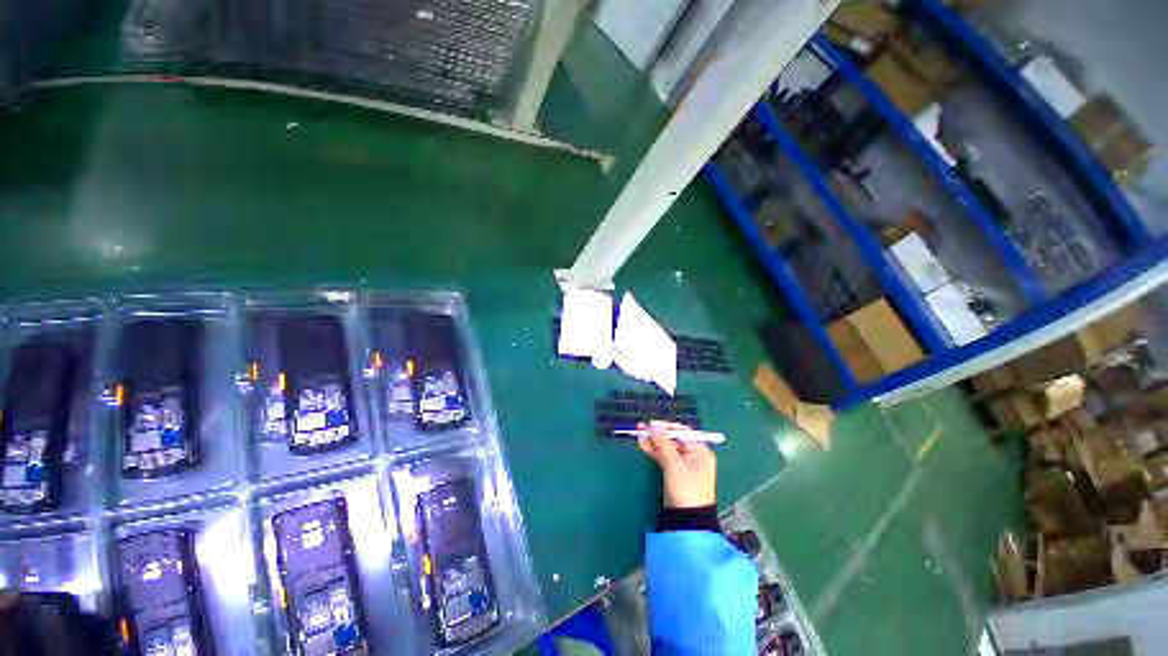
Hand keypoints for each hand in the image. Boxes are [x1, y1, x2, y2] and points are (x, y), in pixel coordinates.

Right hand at [638, 421, 716, 508]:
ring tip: (638, 434)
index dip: (666, 426)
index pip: (682, 432)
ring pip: (667, 448)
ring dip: (654, 441)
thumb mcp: (674, 463)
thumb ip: (663, 442)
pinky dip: (655, 451)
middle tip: (641, 427)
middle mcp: (693, 455)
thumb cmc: (686, 488)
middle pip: (674, 439)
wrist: (686, 520)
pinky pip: (664, 457)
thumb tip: (654, 424)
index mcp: (700, 450)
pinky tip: (643, 445)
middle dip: (657, 433)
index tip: (651, 423)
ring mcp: (684, 464)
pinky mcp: (675, 473)